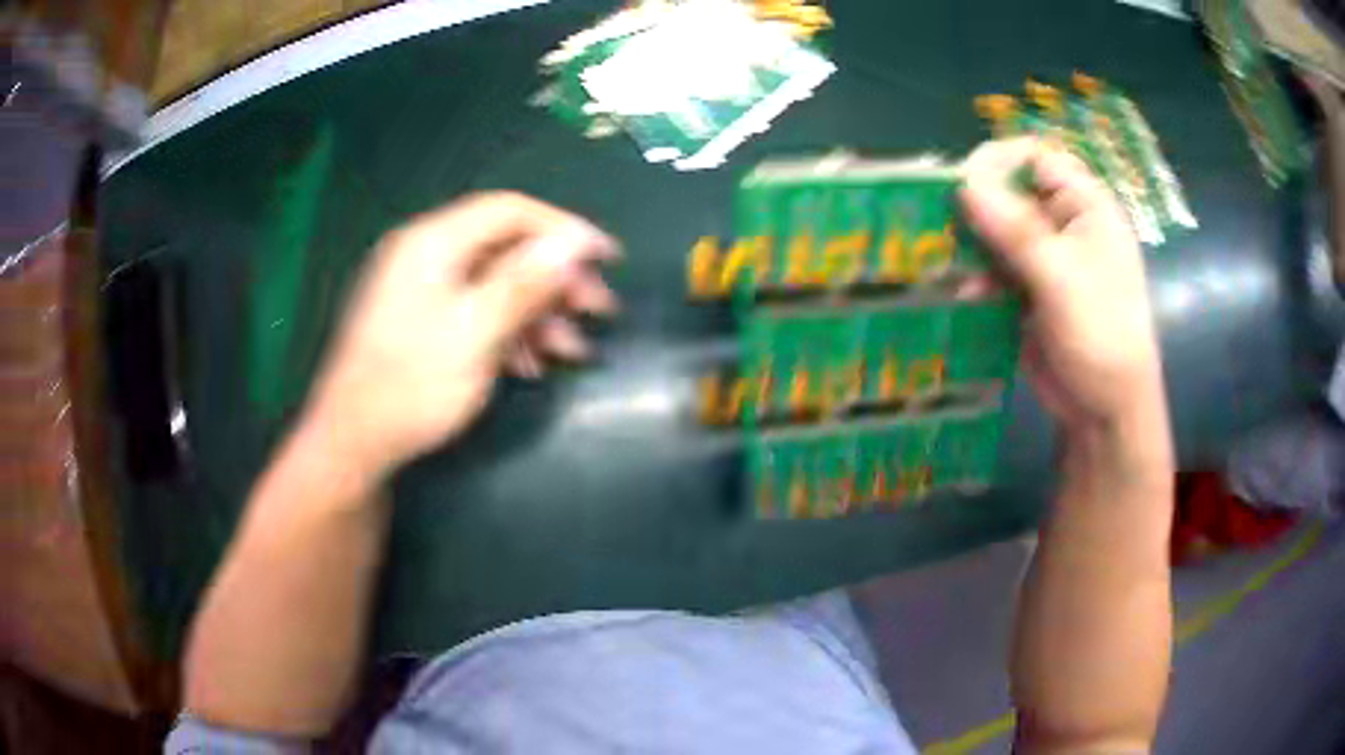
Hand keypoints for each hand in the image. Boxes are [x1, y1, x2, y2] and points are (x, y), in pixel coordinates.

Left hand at [301, 192, 618, 479]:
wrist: (355, 444)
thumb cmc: (412, 386)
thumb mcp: (475, 332)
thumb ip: (525, 282)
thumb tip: (576, 241)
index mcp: (433, 242)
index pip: (511, 212)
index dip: (564, 229)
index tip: (608, 258)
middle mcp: (428, 255)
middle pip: (507, 250)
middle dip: (558, 280)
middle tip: (600, 310)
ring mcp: (424, 290)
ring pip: (497, 285)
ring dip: (540, 314)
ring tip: (574, 350)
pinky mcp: (425, 322)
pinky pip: (478, 312)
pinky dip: (510, 333)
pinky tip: (530, 365)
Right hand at [959, 138, 1165, 437]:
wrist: (1105, 411)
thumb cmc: (1100, 336)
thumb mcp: (1062, 279)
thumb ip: (1017, 231)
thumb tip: (965, 183)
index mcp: (1086, 207)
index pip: (1038, 158)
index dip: (1000, 162)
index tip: (965, 184)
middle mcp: (1064, 224)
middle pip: (1012, 191)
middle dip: (979, 206)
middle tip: (945, 223)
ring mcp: (1045, 258)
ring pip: (998, 230)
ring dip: (974, 245)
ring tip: (949, 261)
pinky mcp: (1028, 290)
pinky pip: (995, 268)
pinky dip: (978, 279)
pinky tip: (967, 295)